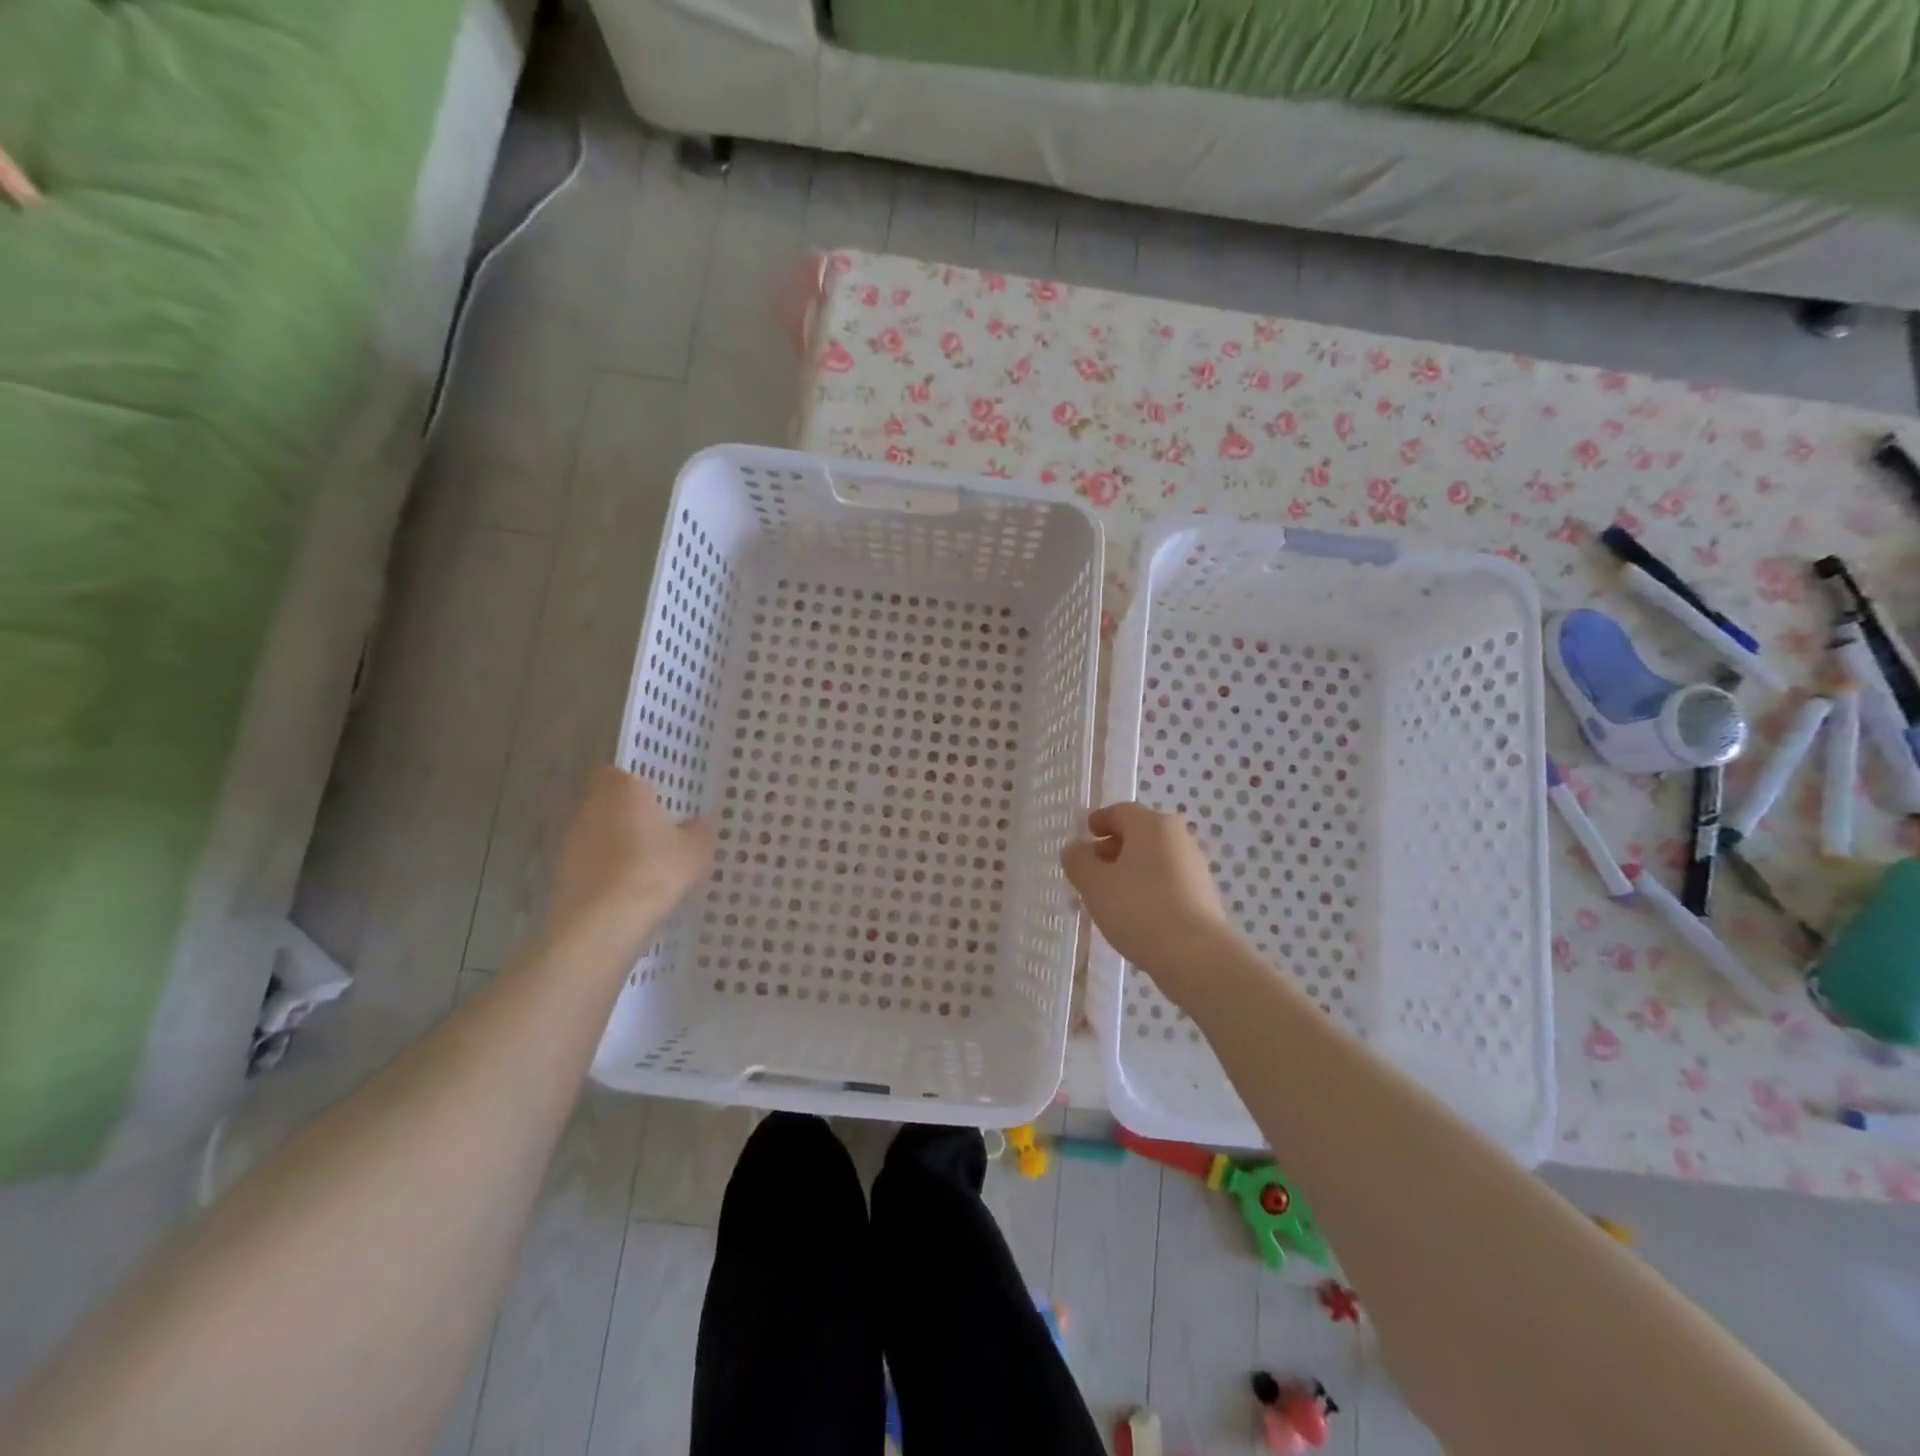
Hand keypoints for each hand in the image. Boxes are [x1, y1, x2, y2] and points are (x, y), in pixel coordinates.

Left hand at [546, 768, 713, 951]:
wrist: (603, 923)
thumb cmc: (654, 870)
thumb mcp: (695, 850)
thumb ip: (698, 831)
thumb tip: (697, 823)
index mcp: (623, 790)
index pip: (620, 775)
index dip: (637, 788)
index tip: (657, 804)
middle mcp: (591, 807)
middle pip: (607, 804)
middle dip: (627, 817)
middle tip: (656, 836)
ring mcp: (570, 841)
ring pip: (596, 834)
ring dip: (613, 845)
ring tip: (642, 868)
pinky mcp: (560, 873)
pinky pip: (588, 864)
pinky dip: (603, 872)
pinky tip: (625, 892)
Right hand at [1061, 802, 1239, 1008]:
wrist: (1195, 955)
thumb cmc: (1138, 909)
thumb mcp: (1094, 884)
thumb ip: (1078, 861)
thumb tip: (1076, 849)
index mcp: (1152, 825)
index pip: (1120, 811)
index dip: (1098, 822)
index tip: (1084, 837)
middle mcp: (1178, 837)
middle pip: (1138, 833)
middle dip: (1112, 847)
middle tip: (1091, 870)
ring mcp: (1194, 866)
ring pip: (1153, 858)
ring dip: (1129, 869)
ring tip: (1109, 896)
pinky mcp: (1202, 894)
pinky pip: (1166, 880)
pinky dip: (1147, 887)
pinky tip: (1134, 912)